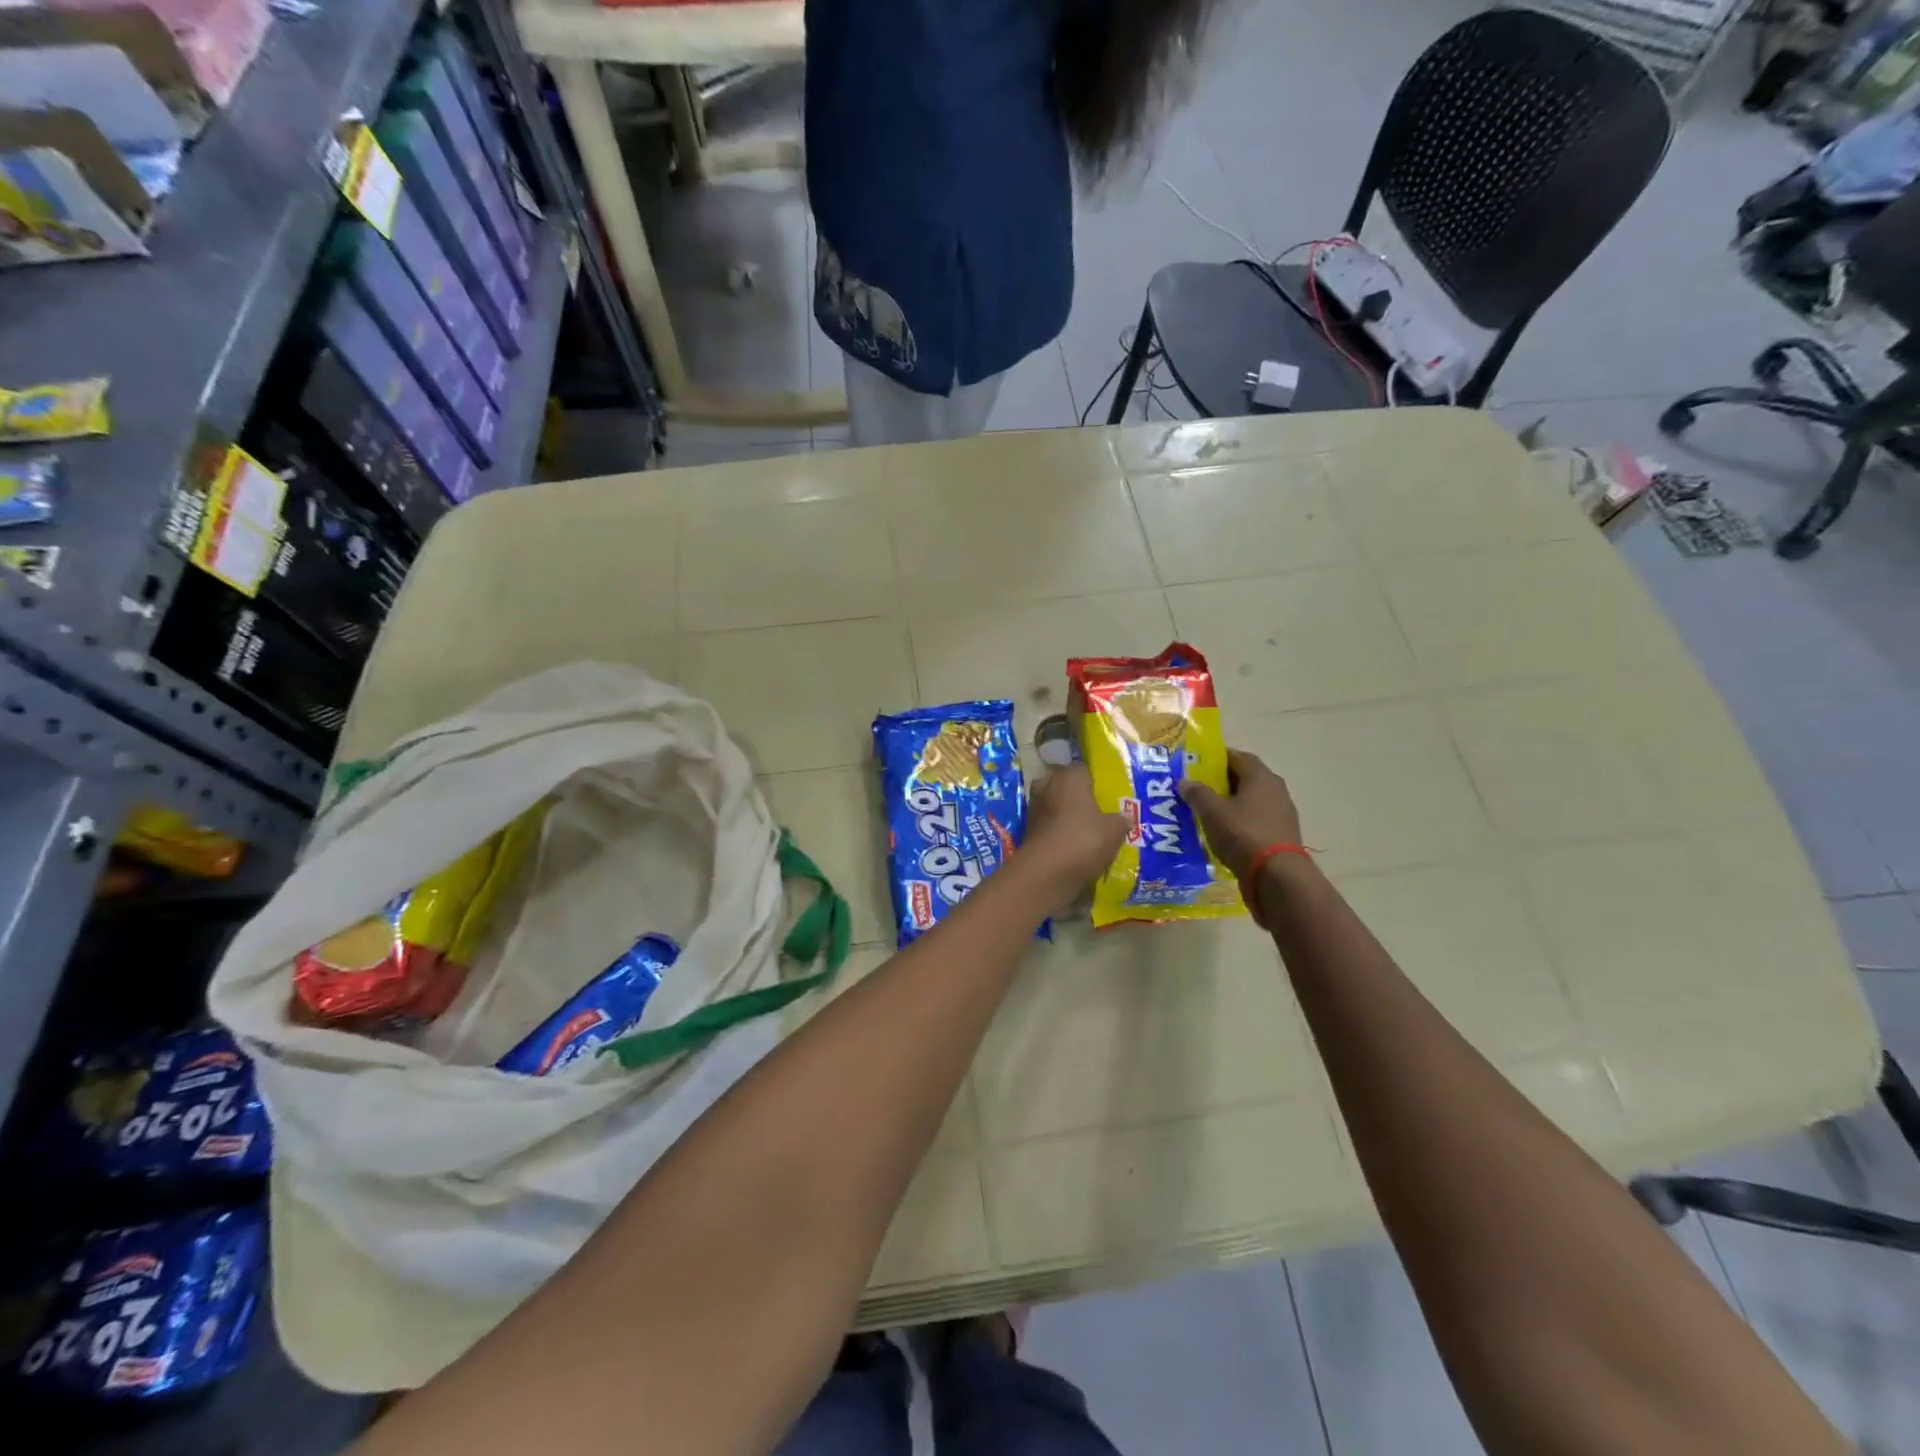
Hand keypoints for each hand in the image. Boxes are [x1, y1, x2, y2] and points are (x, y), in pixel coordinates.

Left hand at [1021, 764, 1126, 906]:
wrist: (1045, 872)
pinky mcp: (1027, 828)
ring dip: (1063, 812)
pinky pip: (1046, 823)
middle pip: (1062, 783)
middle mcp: (1048, 785)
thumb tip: (1124, 818)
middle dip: (1074, 793)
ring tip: (1083, 827)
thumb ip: (1120, 820)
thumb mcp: (1114, 831)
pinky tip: (1070, 842)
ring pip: (1052, 803)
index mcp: (1070, 777)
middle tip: (1093, 808)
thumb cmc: (1083, 840)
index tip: (1104, 793)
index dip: (1093, 779)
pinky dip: (1055, 829)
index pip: (1082, 768)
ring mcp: (1034, 807)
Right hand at [1179, 750, 1302, 880]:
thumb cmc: (1243, 834)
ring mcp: (1282, 813)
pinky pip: (1257, 820)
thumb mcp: (1212, 812)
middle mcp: (1275, 789)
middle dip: (1221, 782)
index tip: (1196, 766)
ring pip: (1251, 801)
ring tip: (1208, 814)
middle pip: (1245, 778)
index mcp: (1261, 776)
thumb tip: (1185, 781)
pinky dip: (1241, 822)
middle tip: (1198, 791)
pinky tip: (1225, 834)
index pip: (1237, 756)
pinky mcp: (1282, 834)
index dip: (1216, 758)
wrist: (1277, 876)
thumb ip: (1197, 793)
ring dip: (1231, 804)